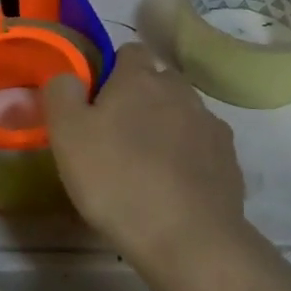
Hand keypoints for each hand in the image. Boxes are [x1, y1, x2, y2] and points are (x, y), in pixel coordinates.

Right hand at [44, 44, 246, 272]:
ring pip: (183, 113)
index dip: (113, 71)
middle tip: (118, 136)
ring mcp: (210, 124)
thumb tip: (67, 75)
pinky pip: (203, 147)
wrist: (188, 239)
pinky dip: (190, 158)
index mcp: (139, 78)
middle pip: (159, 82)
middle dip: (142, 99)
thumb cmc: (117, 180)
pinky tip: (175, 188)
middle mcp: (180, 91)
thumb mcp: (68, 135)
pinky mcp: (229, 159)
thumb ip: (61, 93)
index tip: (98, 102)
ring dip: (167, 128)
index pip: (129, 52)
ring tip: (147, 167)